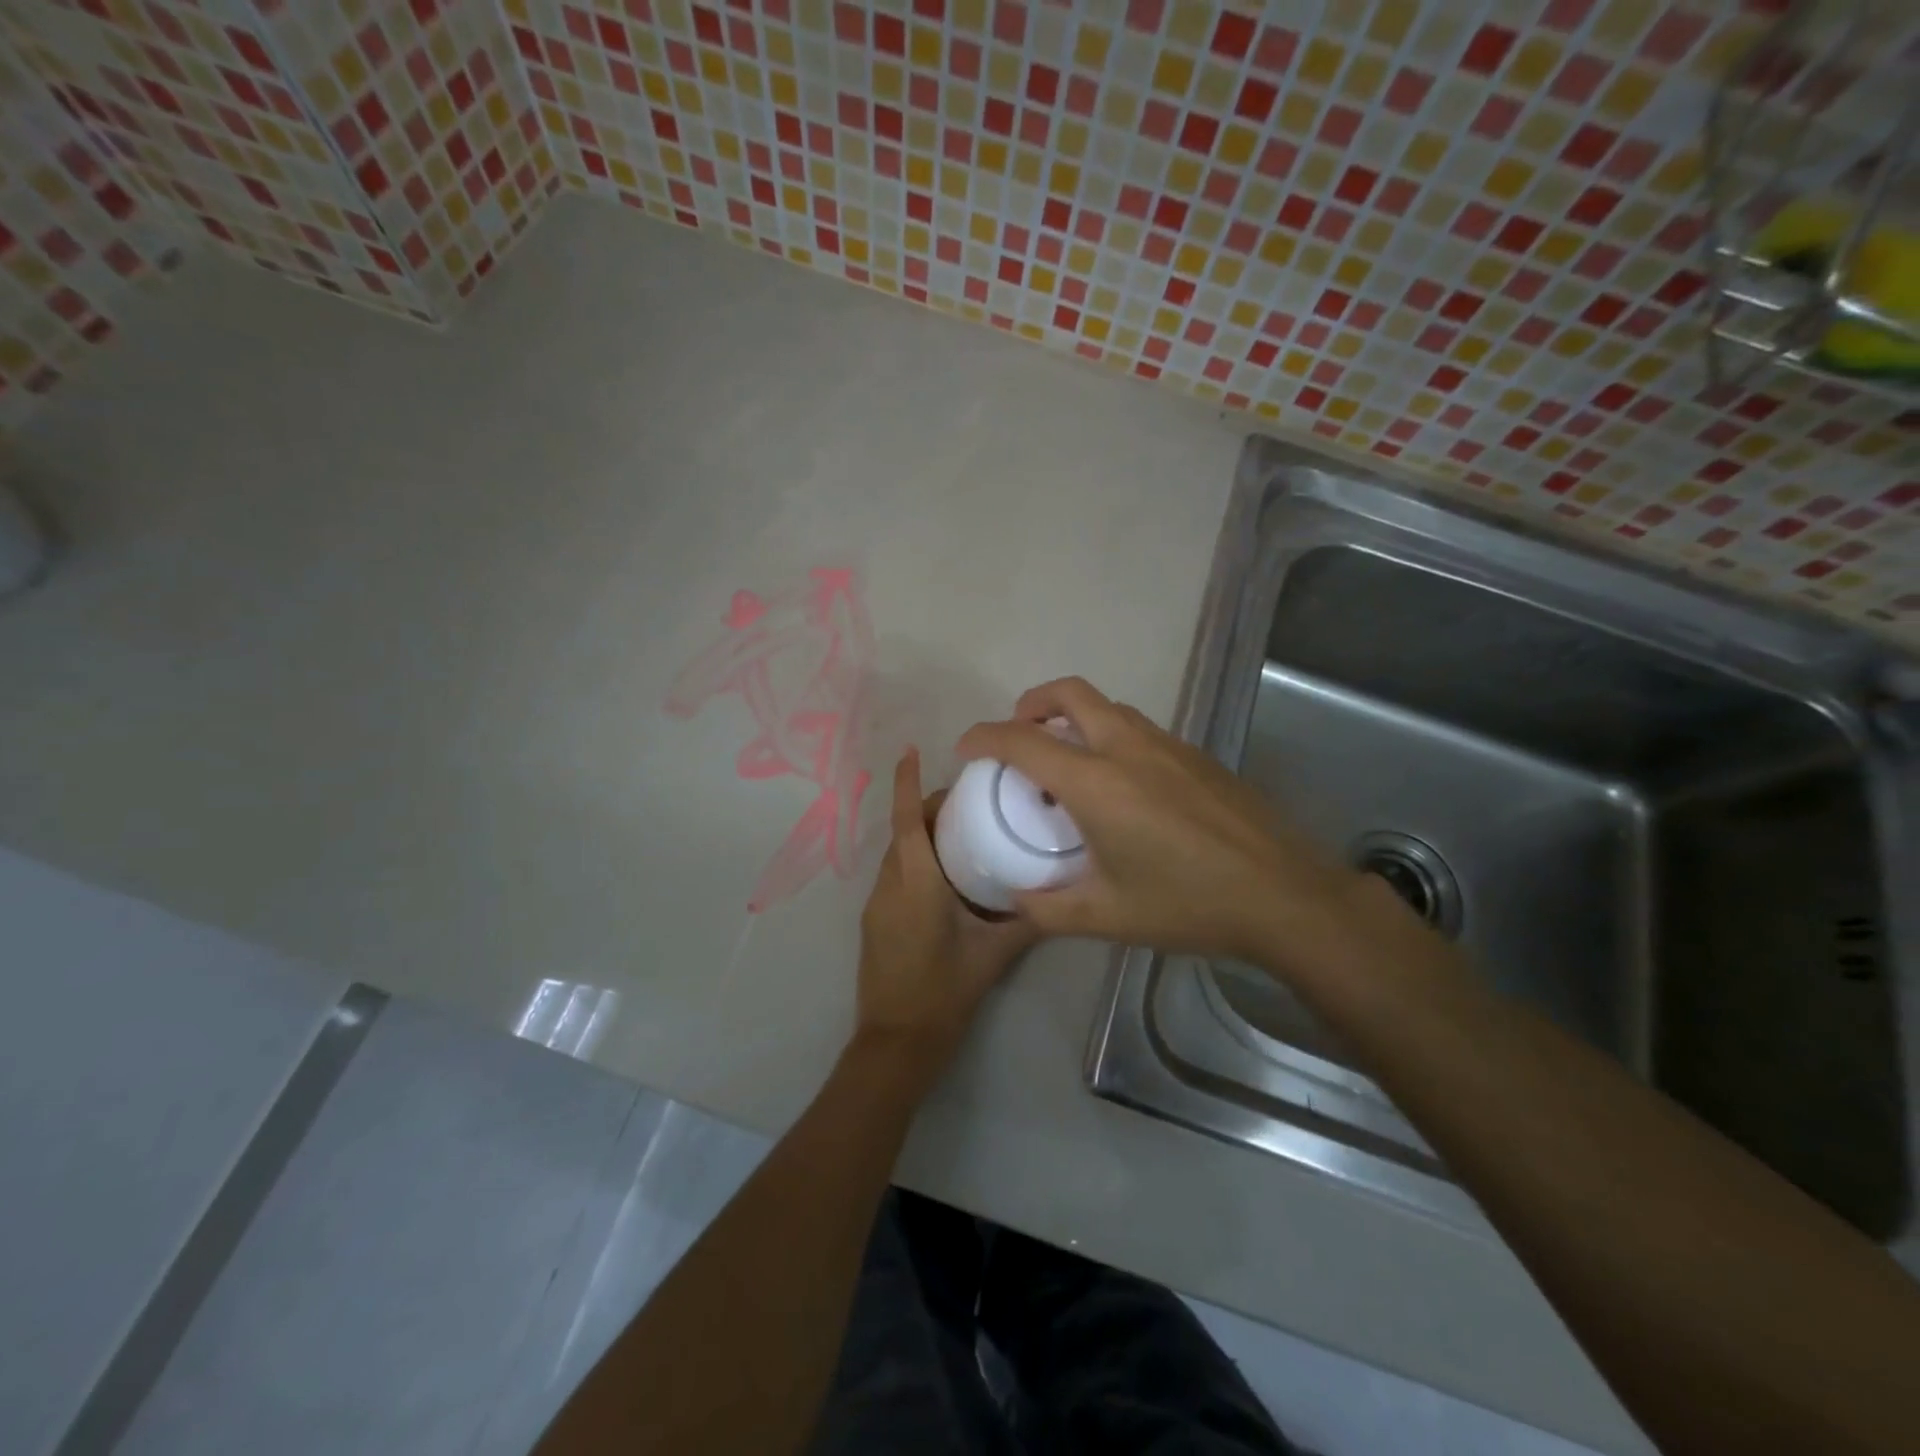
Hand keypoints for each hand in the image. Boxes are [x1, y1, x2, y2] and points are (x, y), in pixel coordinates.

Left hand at [853, 748, 1039, 1077]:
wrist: (896, 1043)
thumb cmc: (944, 993)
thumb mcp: (993, 955)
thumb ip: (1027, 921)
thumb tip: (1058, 895)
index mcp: (916, 883)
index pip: (906, 820)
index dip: (906, 782)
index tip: (910, 750)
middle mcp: (889, 885)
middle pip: (902, 831)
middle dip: (925, 807)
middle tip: (968, 802)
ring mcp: (876, 904)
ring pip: (896, 853)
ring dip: (919, 835)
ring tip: (961, 833)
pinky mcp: (874, 922)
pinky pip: (893, 875)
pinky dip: (913, 861)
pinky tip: (944, 876)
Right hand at [956, 677, 1371, 968]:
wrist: (1284, 895)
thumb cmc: (1189, 904)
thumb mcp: (1107, 916)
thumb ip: (1049, 907)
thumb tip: (1016, 899)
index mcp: (1096, 783)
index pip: (1023, 741)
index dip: (984, 737)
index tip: (966, 748)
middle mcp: (1128, 748)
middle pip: (1069, 693)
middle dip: (1031, 702)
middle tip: (1018, 736)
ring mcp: (1167, 745)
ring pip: (1107, 706)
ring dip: (1073, 716)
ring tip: (1065, 759)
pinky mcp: (1195, 755)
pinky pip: (1137, 726)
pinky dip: (1108, 733)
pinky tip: (1119, 783)